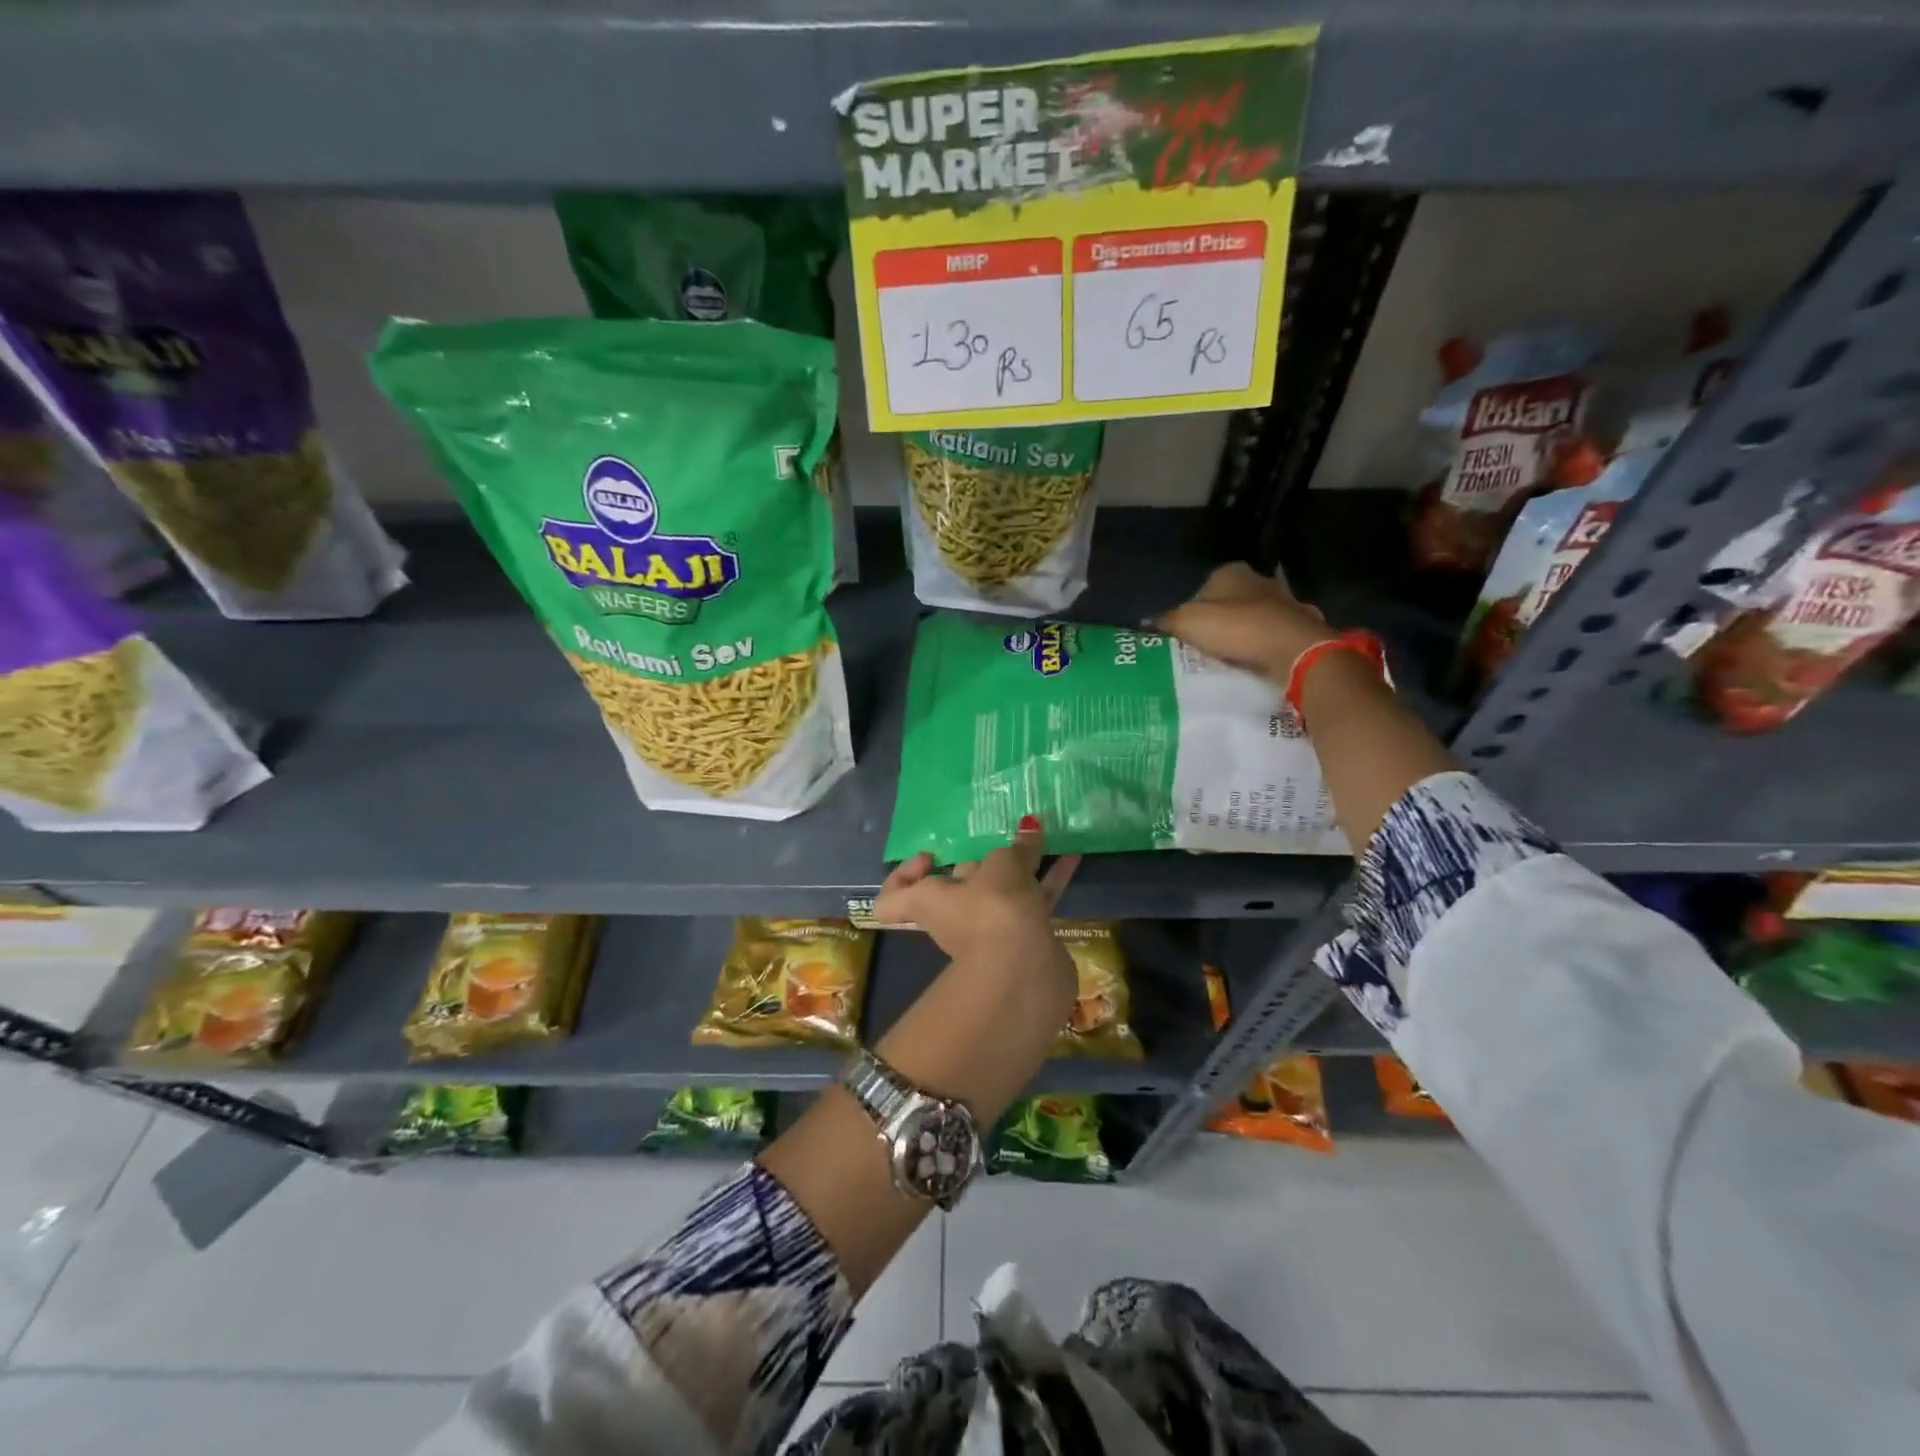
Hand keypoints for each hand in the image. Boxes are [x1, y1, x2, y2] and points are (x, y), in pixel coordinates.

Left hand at [875, 817, 1079, 969]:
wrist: (1023, 974)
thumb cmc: (993, 910)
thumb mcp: (1003, 866)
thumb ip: (1017, 848)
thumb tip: (1030, 829)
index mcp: (929, 900)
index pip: (892, 900)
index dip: (903, 876)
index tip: (931, 856)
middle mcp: (953, 917)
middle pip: (960, 886)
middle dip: (983, 862)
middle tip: (1004, 837)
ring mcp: (989, 931)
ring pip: (1001, 893)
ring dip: (1021, 868)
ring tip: (1041, 838)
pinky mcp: (1023, 939)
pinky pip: (1032, 901)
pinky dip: (1048, 881)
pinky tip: (1071, 857)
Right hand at [1152, 563, 1336, 683]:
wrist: (1293, 650)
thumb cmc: (1237, 628)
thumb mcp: (1187, 623)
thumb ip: (1165, 622)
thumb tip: (1144, 624)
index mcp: (1232, 572)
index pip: (1203, 588)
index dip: (1190, 610)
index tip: (1183, 635)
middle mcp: (1260, 581)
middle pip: (1230, 604)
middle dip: (1218, 623)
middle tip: (1201, 650)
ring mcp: (1285, 604)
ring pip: (1254, 620)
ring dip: (1242, 637)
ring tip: (1226, 662)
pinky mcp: (1301, 627)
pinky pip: (1273, 638)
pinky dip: (1263, 648)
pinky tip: (1254, 665)